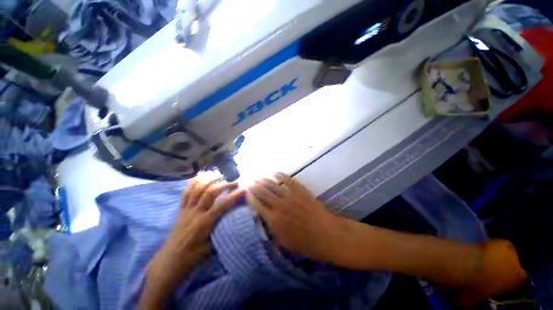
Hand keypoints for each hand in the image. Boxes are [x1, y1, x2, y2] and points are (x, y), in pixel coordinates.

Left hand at [145, 177, 244, 299]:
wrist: (169, 261)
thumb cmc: (192, 257)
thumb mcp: (211, 248)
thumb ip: (223, 232)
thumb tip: (236, 222)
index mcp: (204, 223)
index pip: (222, 205)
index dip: (234, 196)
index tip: (243, 189)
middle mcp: (195, 213)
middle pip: (209, 192)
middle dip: (223, 184)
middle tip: (233, 181)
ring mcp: (186, 210)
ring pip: (197, 189)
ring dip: (209, 180)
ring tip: (219, 175)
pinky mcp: (180, 209)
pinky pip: (186, 192)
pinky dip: (193, 182)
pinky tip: (200, 176)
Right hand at [247, 173, 350, 264]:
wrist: (326, 234)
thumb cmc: (305, 243)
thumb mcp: (283, 242)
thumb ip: (271, 228)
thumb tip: (262, 216)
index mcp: (273, 220)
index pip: (256, 205)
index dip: (250, 197)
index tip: (246, 192)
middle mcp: (279, 205)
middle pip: (262, 192)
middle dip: (254, 186)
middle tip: (249, 181)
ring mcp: (290, 196)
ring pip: (272, 184)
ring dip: (263, 179)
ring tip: (258, 176)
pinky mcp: (300, 190)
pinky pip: (287, 180)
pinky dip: (280, 175)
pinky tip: (275, 172)